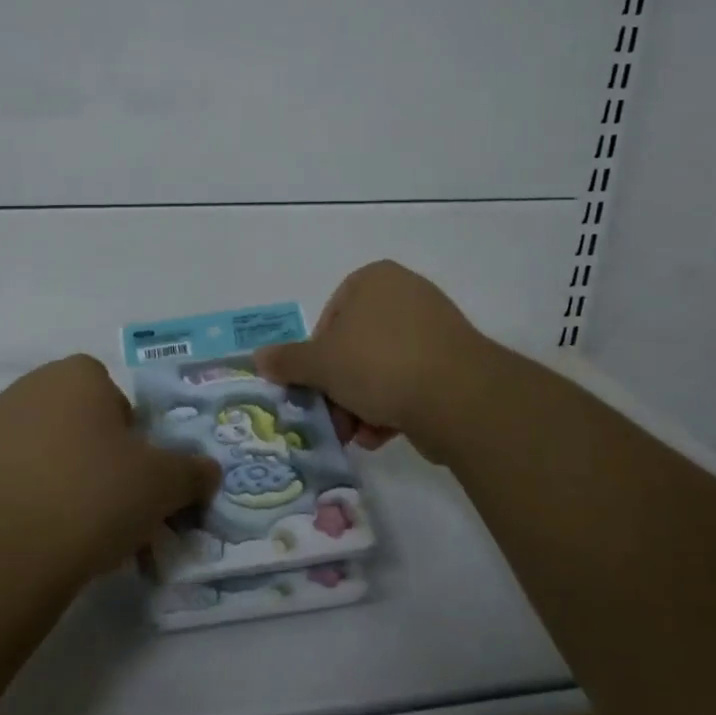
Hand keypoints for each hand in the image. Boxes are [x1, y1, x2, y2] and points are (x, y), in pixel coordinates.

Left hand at [0, 355, 221, 583]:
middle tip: (112, 504)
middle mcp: (30, 387)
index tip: (134, 475)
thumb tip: (209, 471)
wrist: (2, 554)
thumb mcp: (163, 485)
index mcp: (77, 375)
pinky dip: (30, 498)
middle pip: (79, 422)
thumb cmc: (93, 497)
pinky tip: (40, 537)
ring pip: (46, 450)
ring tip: (76, 529)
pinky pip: (13, 477)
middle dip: (98, 457)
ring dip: (64, 478)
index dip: (131, 436)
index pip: (116, 397)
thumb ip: (192, 471)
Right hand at [253, 261, 493, 454]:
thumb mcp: (321, 364)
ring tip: (359, 435)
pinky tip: (384, 435)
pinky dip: (393, 406)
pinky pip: (410, 380)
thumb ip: (287, 360)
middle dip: (340, 388)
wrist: (457, 396)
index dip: (316, 357)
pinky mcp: (454, 360)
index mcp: (373, 279)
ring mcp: (434, 327)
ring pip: (381, 368)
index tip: (315, 387)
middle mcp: (405, 294)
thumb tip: (258, 358)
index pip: (329, 317)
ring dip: (362, 404)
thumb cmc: (378, 363)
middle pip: (355, 346)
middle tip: (333, 420)